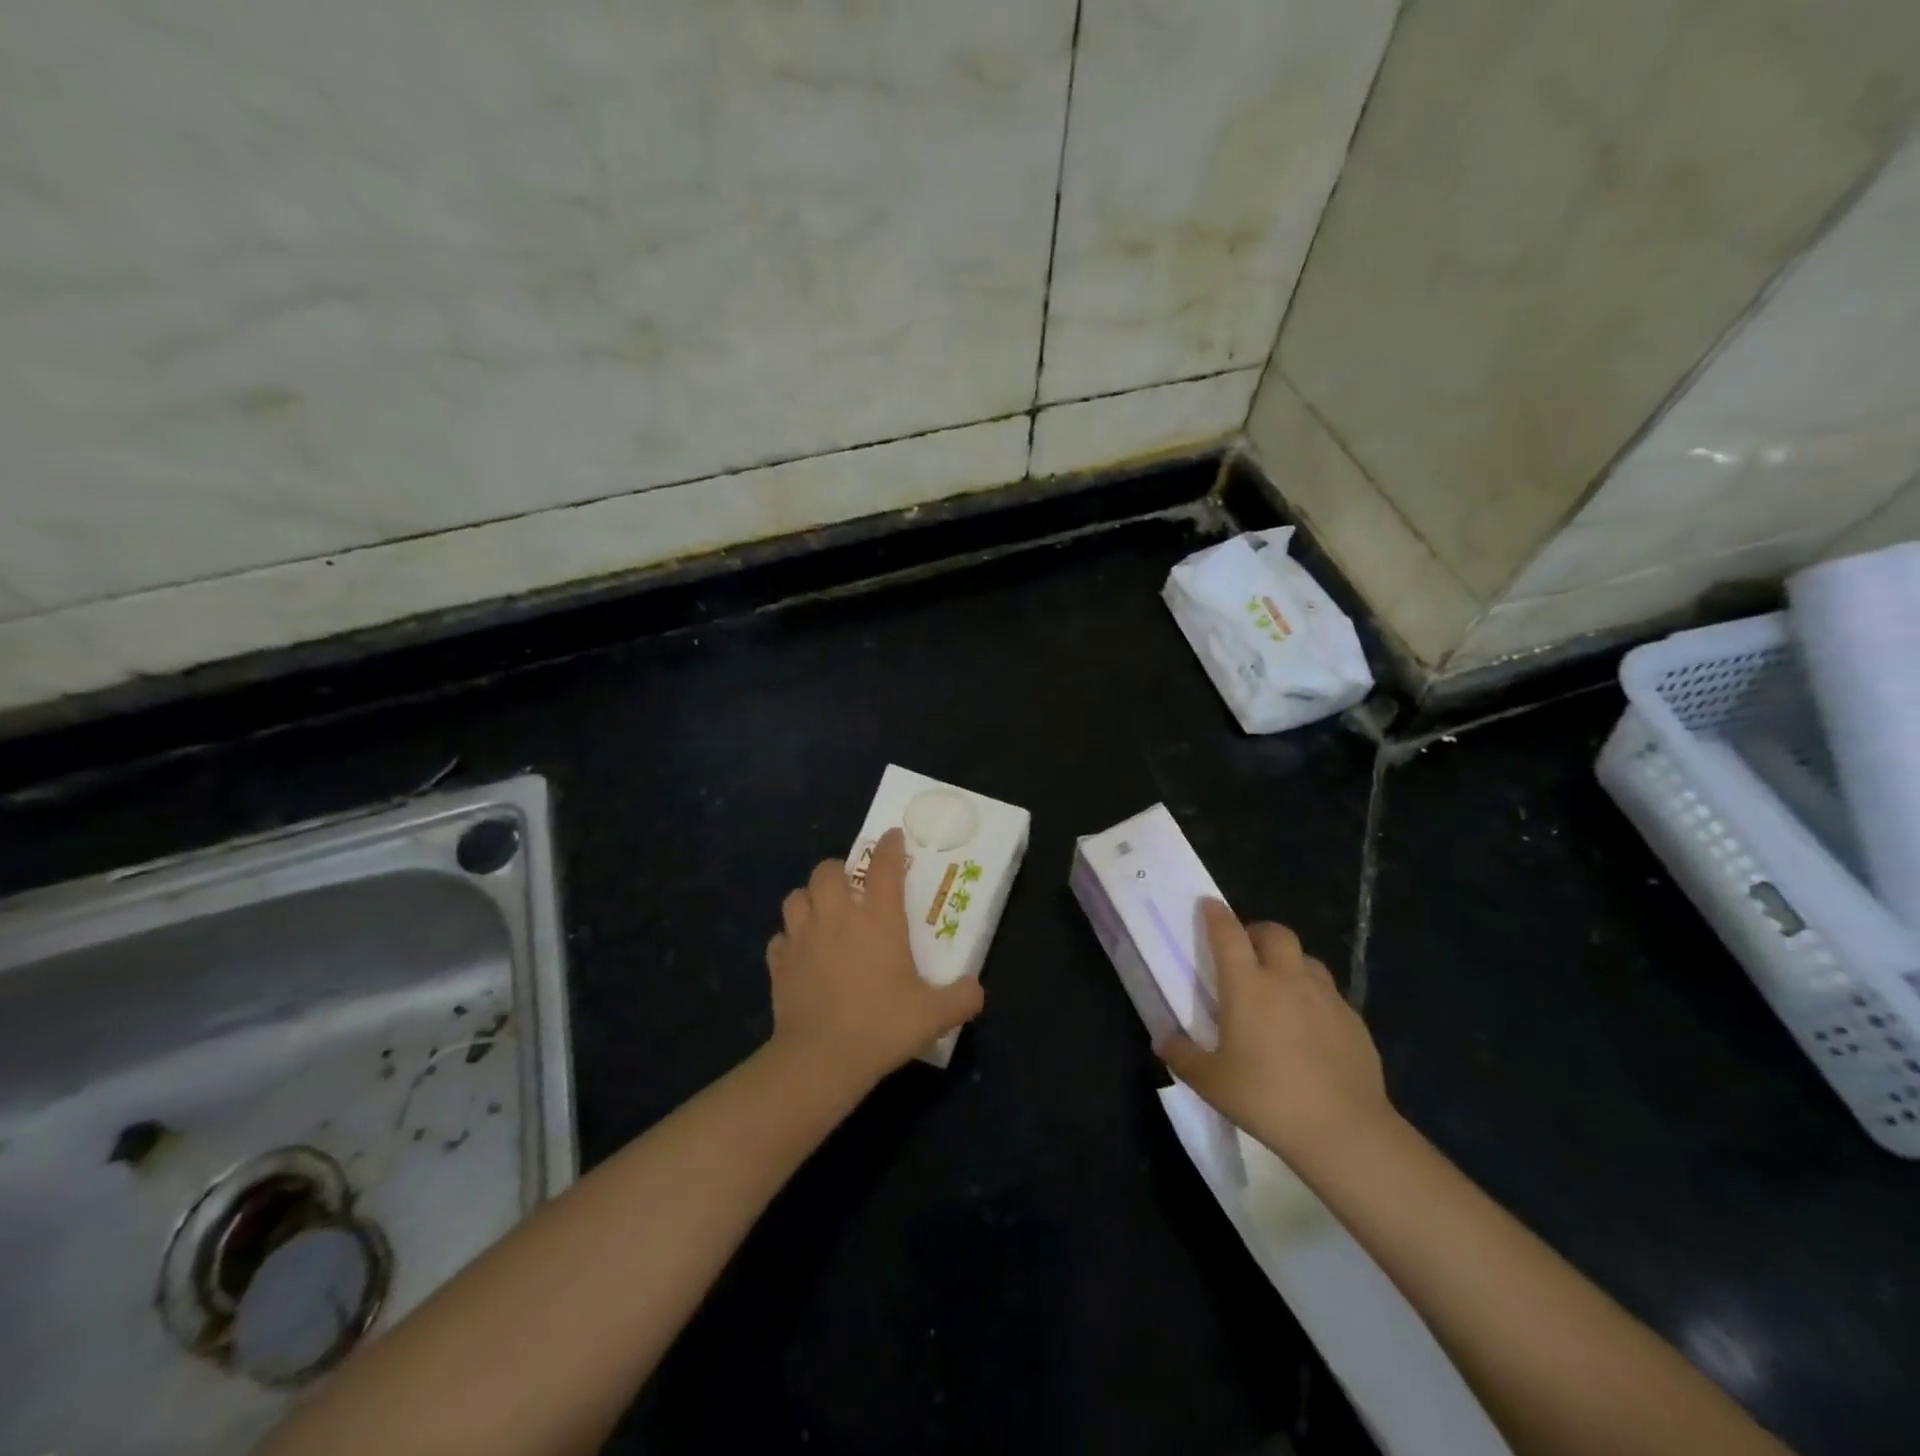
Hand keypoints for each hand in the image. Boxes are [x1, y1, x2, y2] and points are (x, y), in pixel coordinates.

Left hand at [766, 828, 984, 1092]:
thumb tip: (976, 989)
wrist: (822, 1059)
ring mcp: (802, 938)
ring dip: (809, 899)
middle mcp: (837, 917)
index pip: (885, 866)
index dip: (890, 846)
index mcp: (878, 918)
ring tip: (822, 914)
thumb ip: (961, 998)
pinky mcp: (779, 963)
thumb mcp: (933, 1015)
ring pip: (796, 897)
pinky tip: (801, 954)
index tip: (893, 836)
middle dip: (838, 870)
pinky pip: (780, 938)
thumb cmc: (882, 1026)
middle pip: (826, 870)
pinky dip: (790, 940)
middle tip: (850, 887)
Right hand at [1161, 901, 1391, 1168]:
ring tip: (1279, 986)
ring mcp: (1326, 997)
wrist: (1344, 1131)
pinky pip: (1329, 993)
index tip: (1208, 904)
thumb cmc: (1267, 1099)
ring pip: (1306, 959)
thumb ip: (1182, 1055)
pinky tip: (1309, 1026)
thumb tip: (1164, 1040)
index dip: (1216, 914)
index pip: (1228, 933)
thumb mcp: (1210, 1082)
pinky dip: (1313, 996)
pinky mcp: (1353, 1020)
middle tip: (1245, 951)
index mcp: (1247, 986)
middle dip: (1257, 932)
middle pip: (1275, 933)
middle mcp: (1287, 979)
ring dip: (1288, 961)